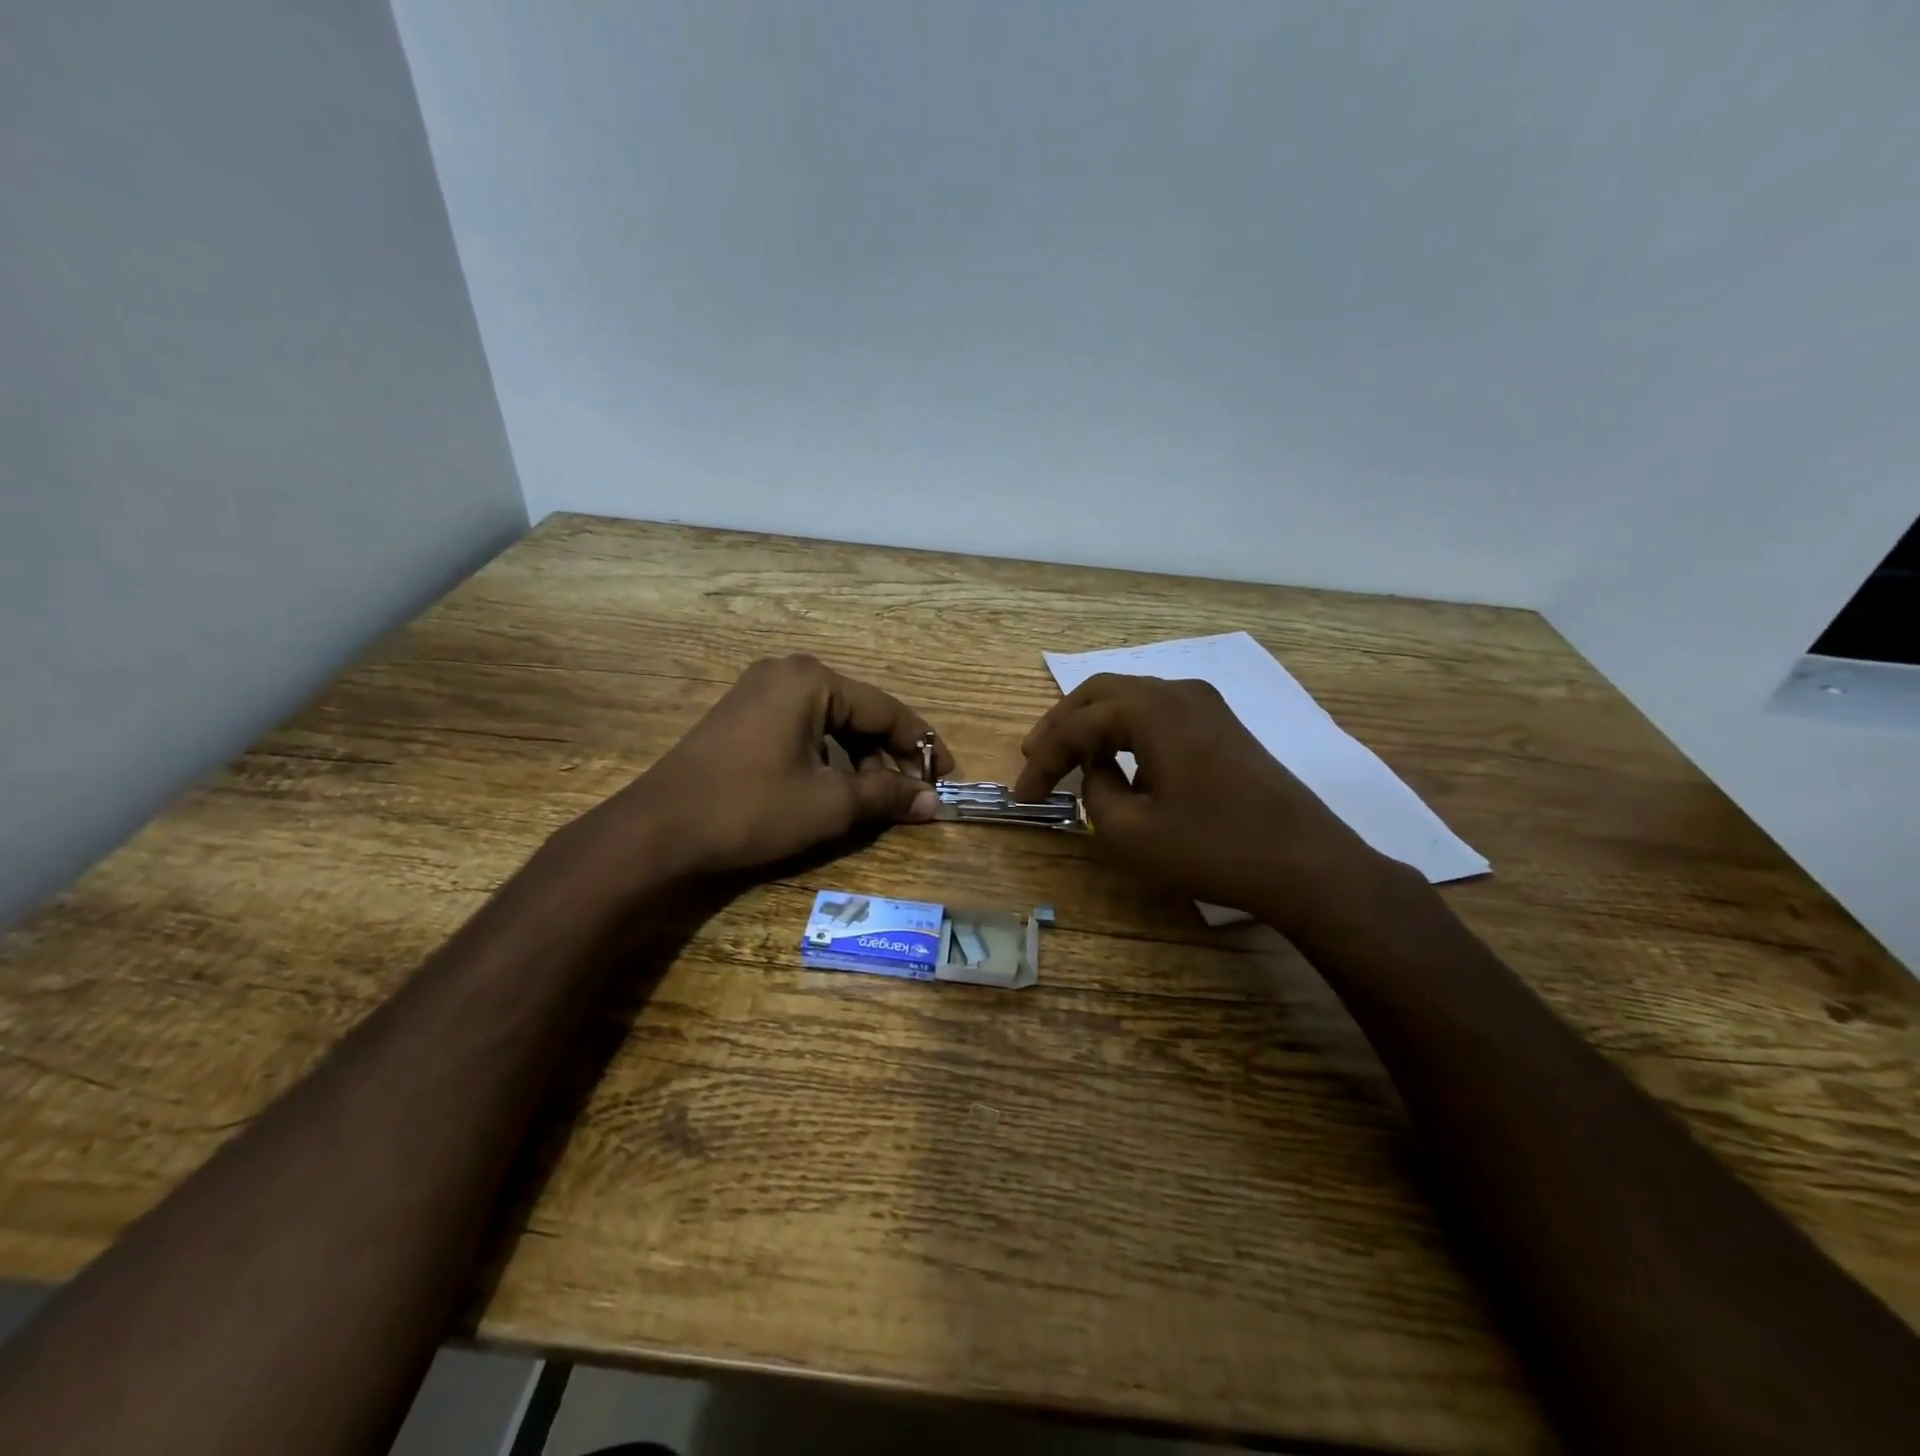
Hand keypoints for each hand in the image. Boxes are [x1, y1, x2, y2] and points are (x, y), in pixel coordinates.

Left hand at [602, 654, 953, 877]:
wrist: (659, 831)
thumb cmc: (752, 808)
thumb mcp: (830, 803)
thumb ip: (887, 796)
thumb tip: (933, 802)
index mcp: (812, 681)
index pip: (886, 709)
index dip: (922, 745)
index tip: (947, 776)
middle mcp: (787, 674)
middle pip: (858, 714)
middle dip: (887, 758)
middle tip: (910, 797)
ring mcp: (759, 693)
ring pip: (830, 725)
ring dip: (858, 762)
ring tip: (874, 802)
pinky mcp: (741, 718)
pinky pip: (802, 731)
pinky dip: (826, 759)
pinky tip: (834, 791)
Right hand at [1013, 674, 1393, 931]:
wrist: (1306, 863)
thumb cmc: (1213, 848)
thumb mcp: (1131, 833)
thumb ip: (1095, 793)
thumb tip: (1096, 773)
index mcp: (1152, 710)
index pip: (1077, 726)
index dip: (1042, 761)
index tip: (1021, 796)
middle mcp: (1178, 692)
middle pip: (1100, 695)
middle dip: (1060, 727)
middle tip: (1032, 759)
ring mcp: (1207, 706)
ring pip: (1130, 700)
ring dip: (1093, 726)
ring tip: (1067, 760)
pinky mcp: (1223, 726)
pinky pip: (1157, 715)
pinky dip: (1125, 733)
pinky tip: (1118, 763)